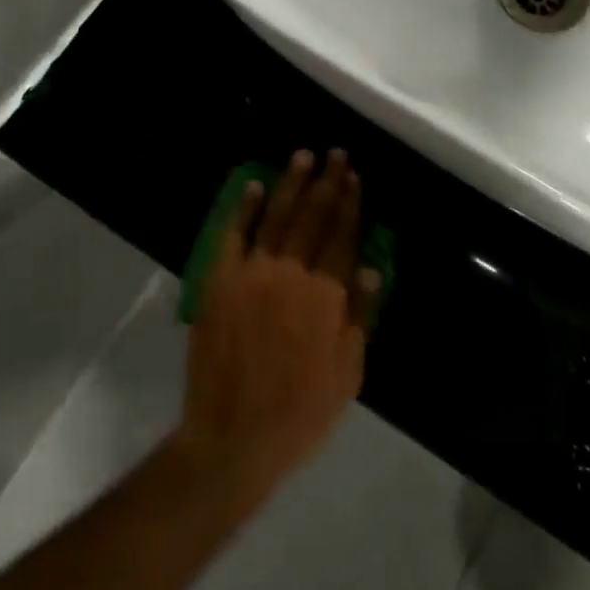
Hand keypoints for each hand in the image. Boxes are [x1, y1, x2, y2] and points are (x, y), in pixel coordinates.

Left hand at [175, 150, 380, 508]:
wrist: (235, 436)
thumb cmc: (300, 412)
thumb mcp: (348, 373)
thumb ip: (359, 316)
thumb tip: (369, 265)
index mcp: (326, 296)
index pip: (342, 236)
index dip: (350, 203)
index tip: (354, 175)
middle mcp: (291, 274)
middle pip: (313, 218)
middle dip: (326, 183)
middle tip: (335, 153)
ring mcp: (252, 274)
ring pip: (276, 217)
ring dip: (291, 184)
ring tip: (302, 156)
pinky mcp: (220, 282)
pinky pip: (234, 236)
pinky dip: (245, 209)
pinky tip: (254, 186)